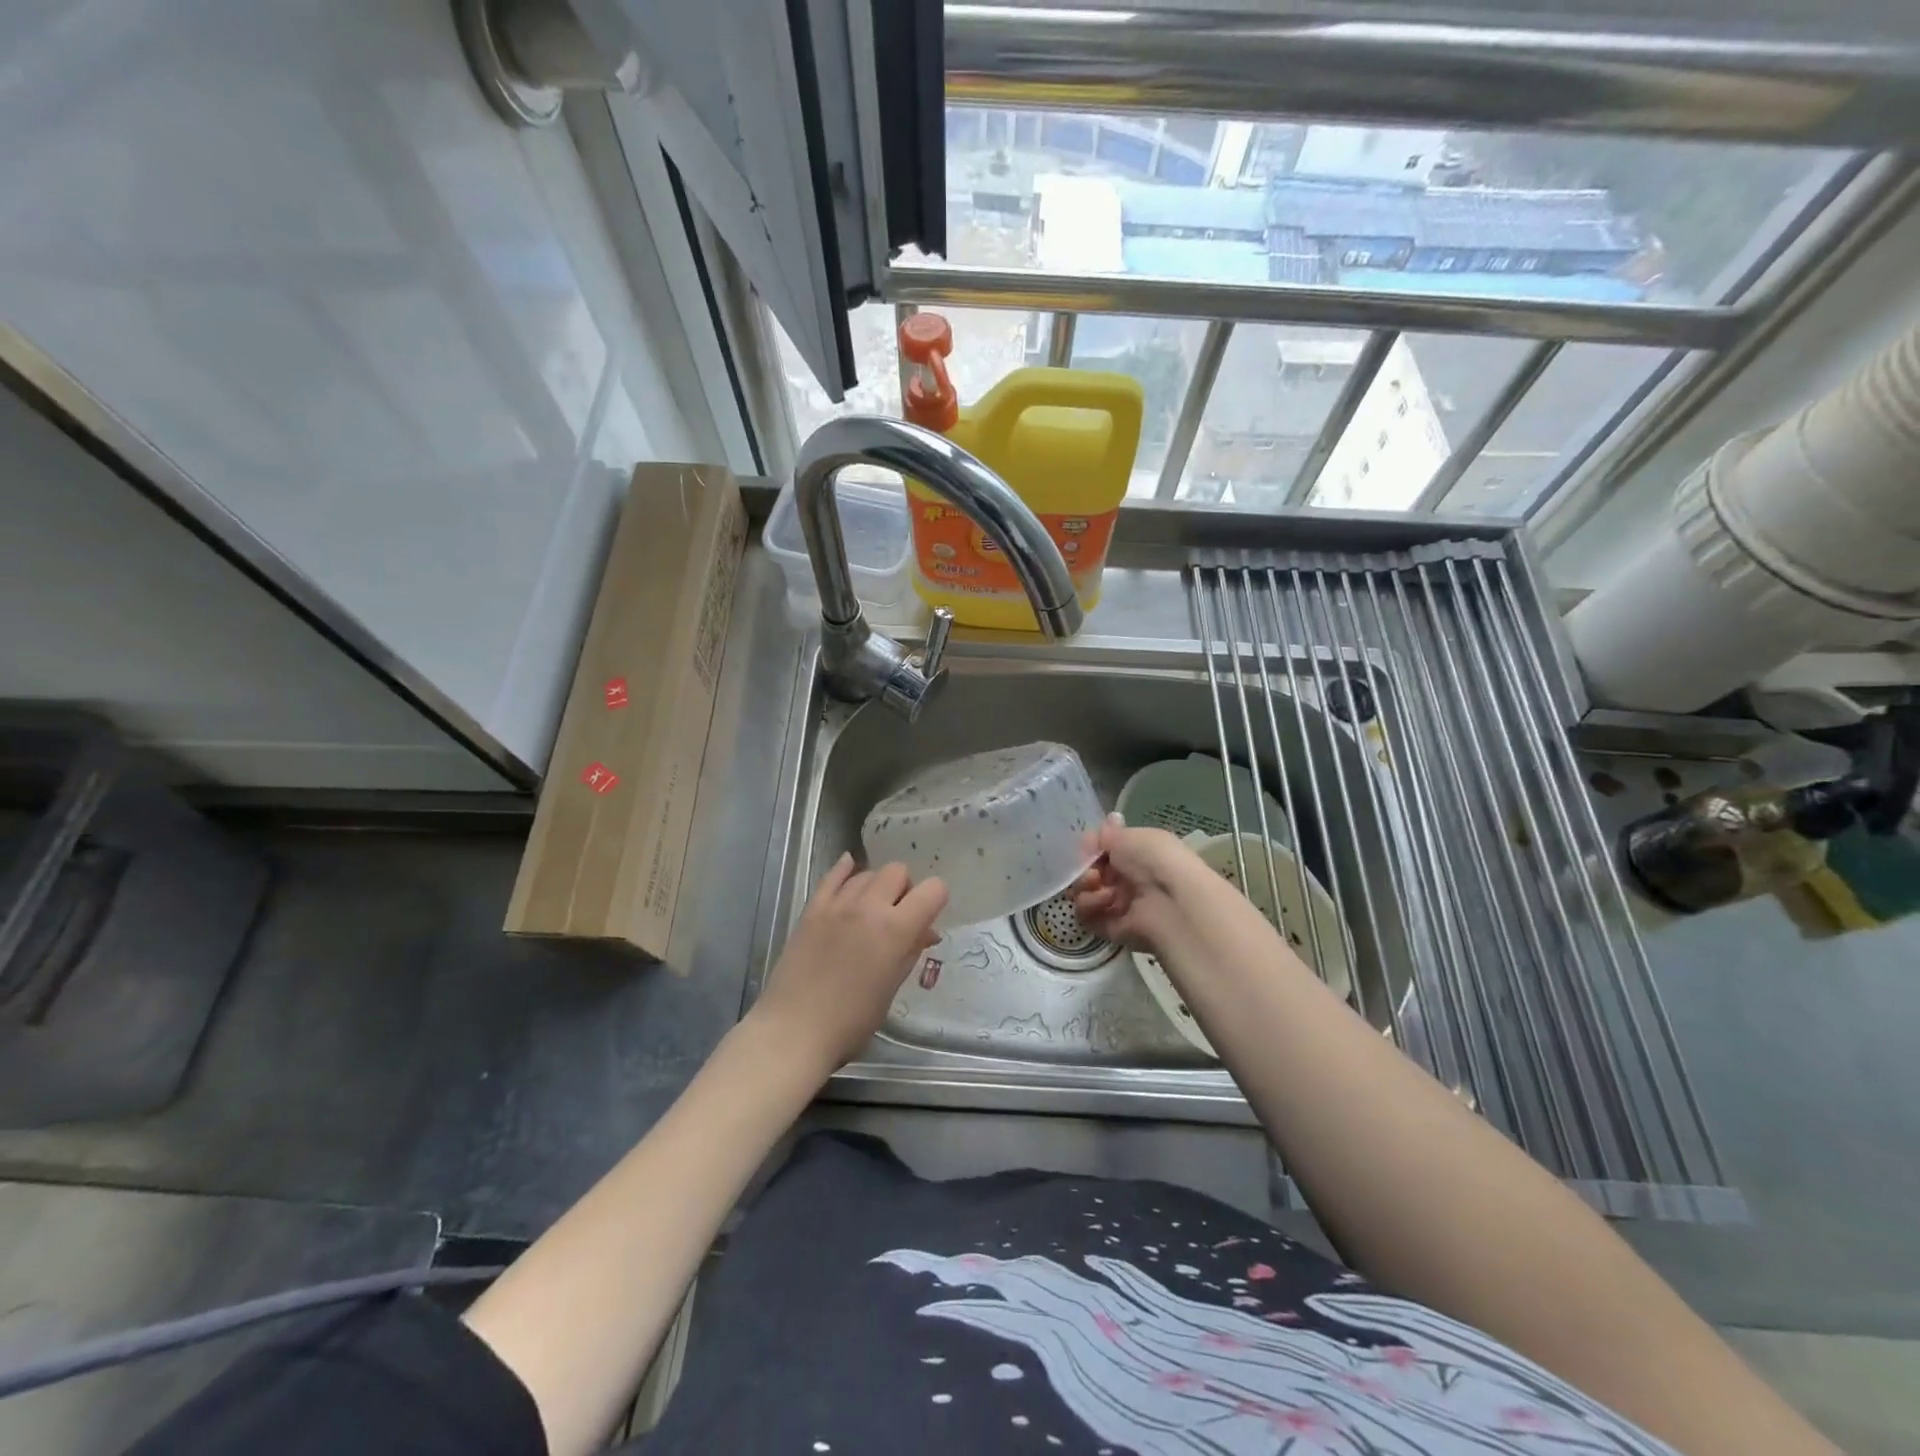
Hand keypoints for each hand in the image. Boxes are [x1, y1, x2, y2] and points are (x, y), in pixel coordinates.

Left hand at [749, 853, 946, 1074]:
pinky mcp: (812, 909)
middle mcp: (869, 906)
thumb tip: (927, 931)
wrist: (794, 1029)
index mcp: (896, 929)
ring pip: (867, 873)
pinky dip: (846, 870)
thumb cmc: (851, 1021)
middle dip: (905, 889)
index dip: (936, 900)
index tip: (928, 918)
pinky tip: (850, 868)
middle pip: (898, 871)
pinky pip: (833, 876)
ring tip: (872, 909)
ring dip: (877, 885)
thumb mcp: (892, 987)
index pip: (932, 890)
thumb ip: (911, 951)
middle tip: (899, 916)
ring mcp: (837, 904)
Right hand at [1072, 814, 1219, 949]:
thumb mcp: (1129, 836)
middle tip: (1093, 873)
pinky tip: (1106, 902)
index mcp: (1137, 855)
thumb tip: (1095, 834)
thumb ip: (1105, 835)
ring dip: (1086, 888)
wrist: (1172, 903)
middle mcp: (1128, 880)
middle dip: (1084, 871)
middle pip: (1089, 874)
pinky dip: (1090, 907)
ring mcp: (1120, 906)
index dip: (1091, 850)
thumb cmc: (1153, 861)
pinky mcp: (1112, 929)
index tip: (1089, 849)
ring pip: (1084, 895)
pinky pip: (1086, 917)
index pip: (1103, 852)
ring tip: (1103, 889)